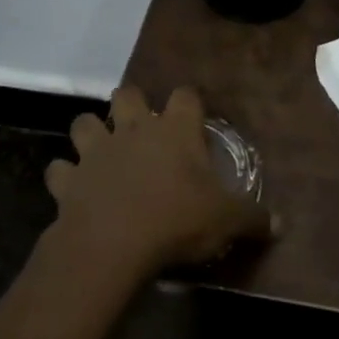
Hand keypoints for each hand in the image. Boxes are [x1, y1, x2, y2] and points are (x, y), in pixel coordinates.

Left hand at [44, 85, 270, 285]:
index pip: (185, 96)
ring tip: (100, 150)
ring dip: (90, 132)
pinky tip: (73, 188)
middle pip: (127, 94)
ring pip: (83, 123)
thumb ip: (252, 218)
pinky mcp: (69, 180)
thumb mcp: (226, 221)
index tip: (193, 116)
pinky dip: (64, 176)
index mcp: (175, 131)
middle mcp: (133, 130)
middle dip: (131, 103)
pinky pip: (59, 170)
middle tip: (140, 125)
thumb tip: (279, 223)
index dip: (189, 102)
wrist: (113, 243)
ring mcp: (96, 152)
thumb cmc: (177, 220)